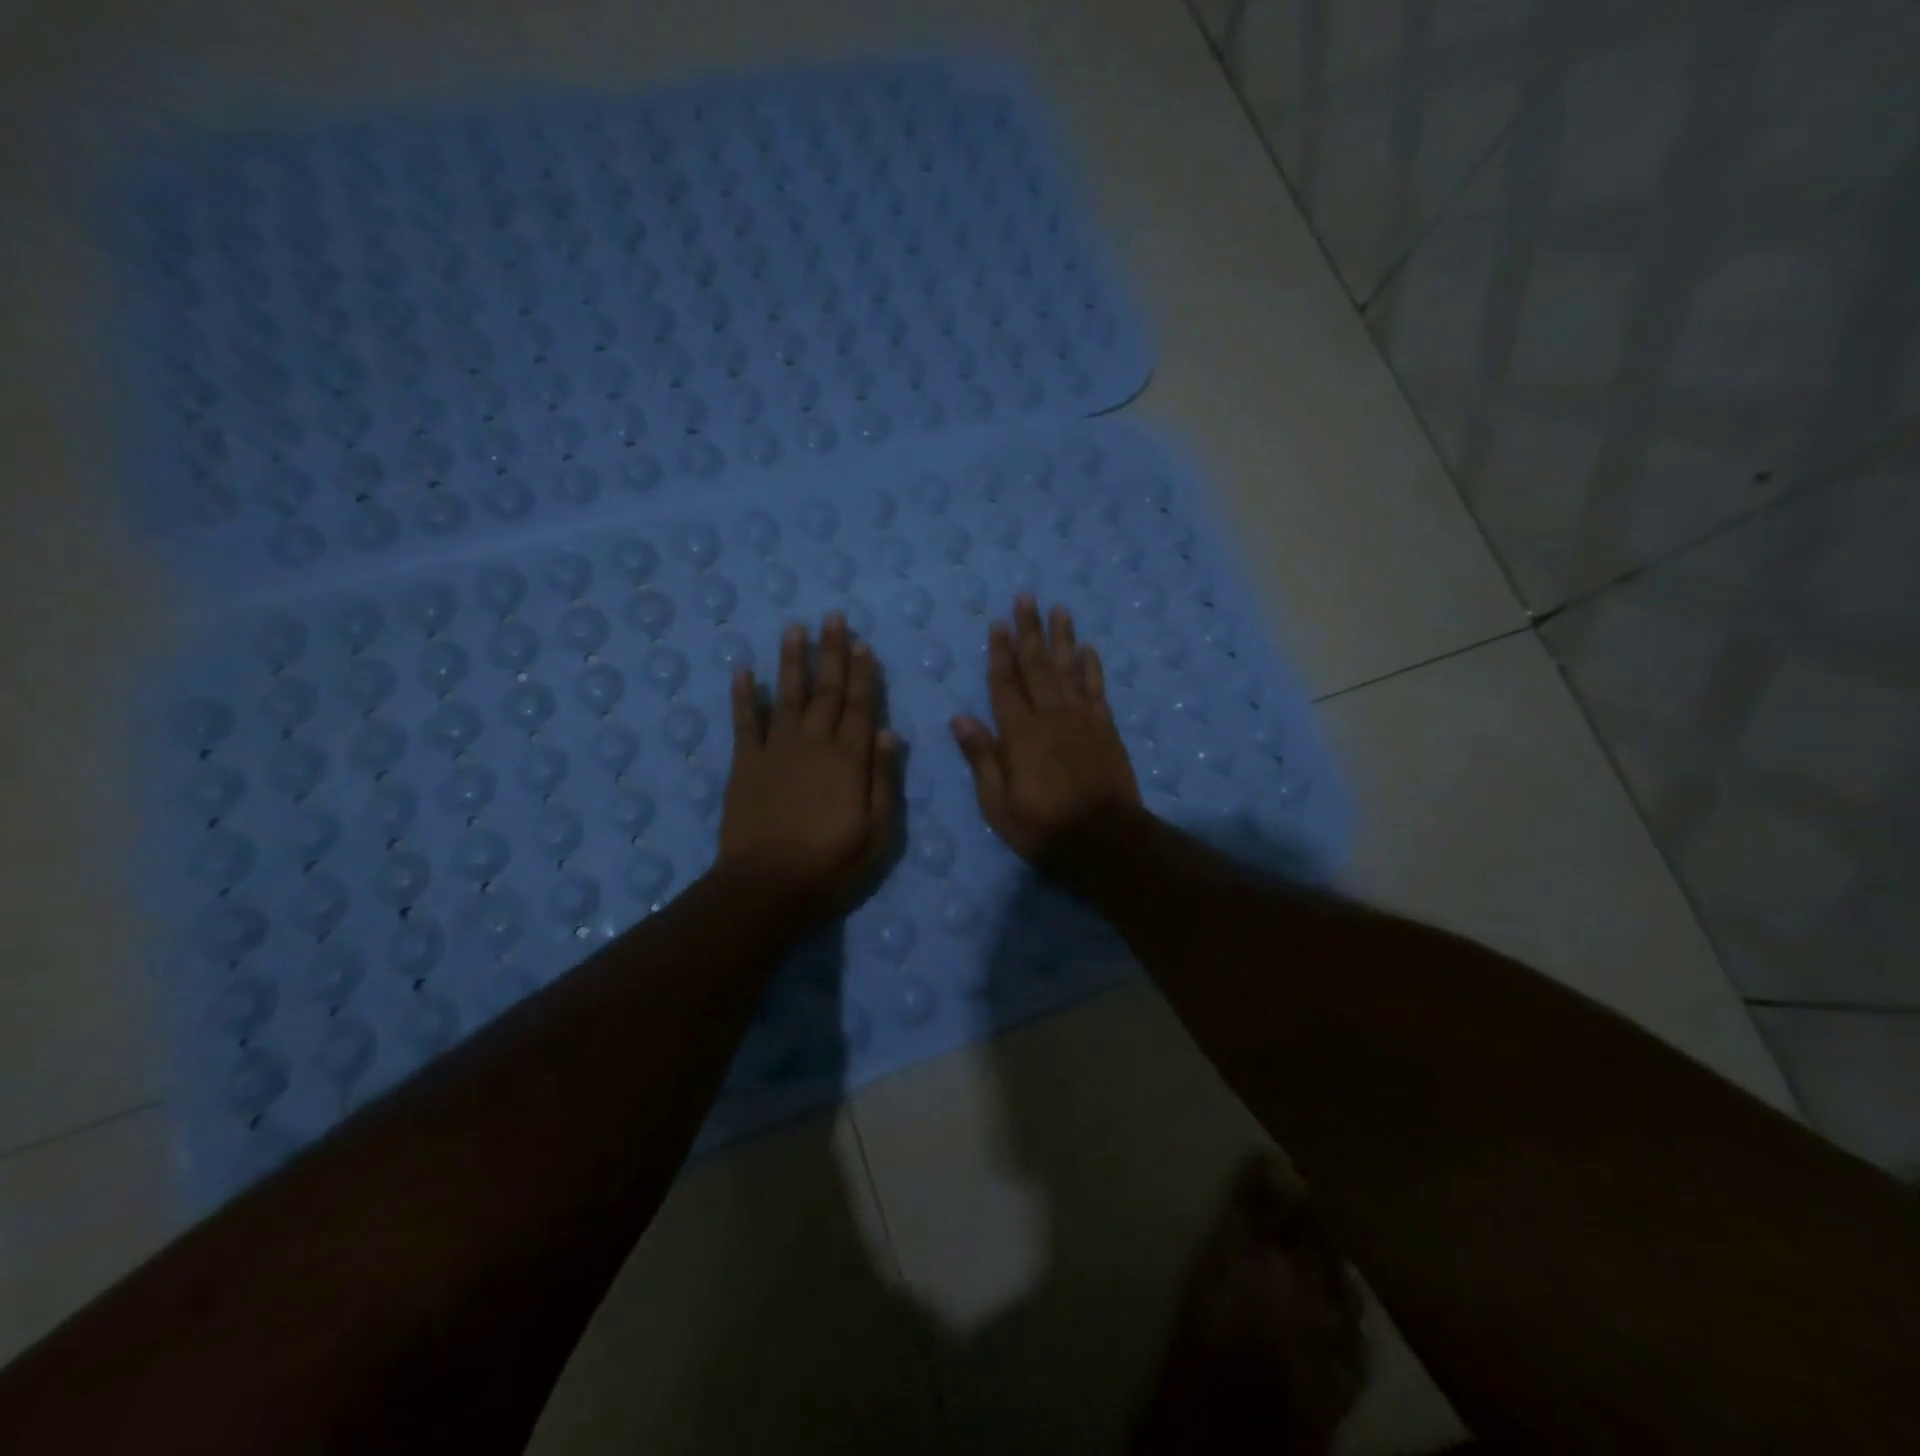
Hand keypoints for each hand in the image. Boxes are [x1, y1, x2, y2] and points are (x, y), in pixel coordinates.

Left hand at [720, 614, 899, 914]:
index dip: (863, 674)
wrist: (766, 888)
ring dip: (792, 661)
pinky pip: (744, 722)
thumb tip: (890, 731)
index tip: (864, 644)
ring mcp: (775, 751)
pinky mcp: (744, 765)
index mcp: (848, 760)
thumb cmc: (831, 866)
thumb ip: (884, 779)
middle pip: (826, 691)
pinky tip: (744, 670)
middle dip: (831, 653)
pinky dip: (744, 695)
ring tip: (795, 628)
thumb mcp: (878, 832)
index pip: (860, 707)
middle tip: (833, 618)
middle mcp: (813, 744)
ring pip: (787, 696)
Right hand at [951, 596, 1140, 858]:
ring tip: (1059, 609)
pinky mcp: (1105, 728)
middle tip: (1027, 598)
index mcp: (1019, 733)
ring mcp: (1082, 719)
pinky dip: (1092, 666)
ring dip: (1062, 637)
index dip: (999, 652)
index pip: (1005, 683)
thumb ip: (982, 758)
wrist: (1104, 839)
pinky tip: (1088, 648)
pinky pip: (1096, 688)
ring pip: (1069, 668)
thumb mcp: (997, 803)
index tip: (998, 623)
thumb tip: (959, 719)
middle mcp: (1050, 715)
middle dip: (1029, 630)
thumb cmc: (1042, 826)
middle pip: (1037, 665)